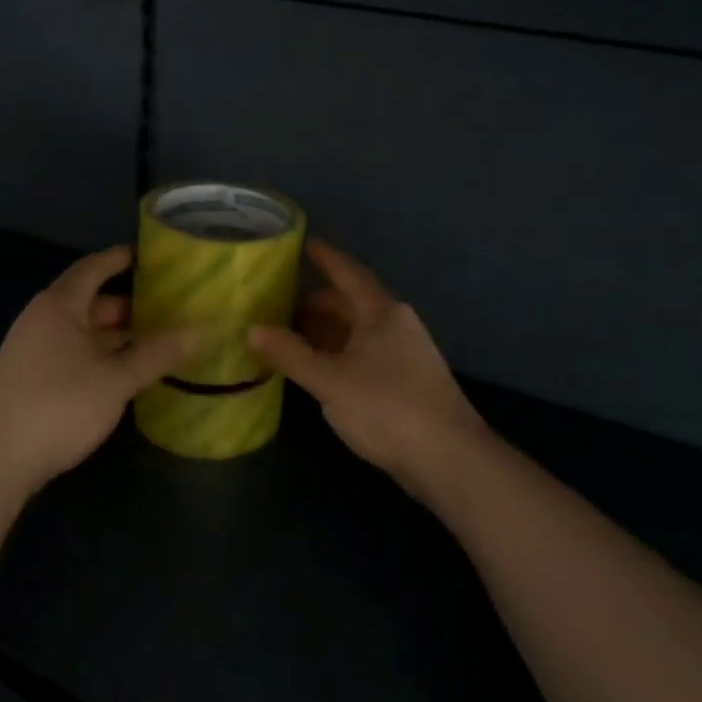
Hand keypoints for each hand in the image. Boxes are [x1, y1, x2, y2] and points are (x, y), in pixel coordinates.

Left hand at [0, 246, 199, 497]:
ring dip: (114, 334)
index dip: (119, 259)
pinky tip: (122, 372)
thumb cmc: (59, 406)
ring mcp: (32, 350)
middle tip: (166, 307)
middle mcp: (42, 319)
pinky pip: (71, 352)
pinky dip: (98, 354)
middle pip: (89, 301)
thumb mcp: (116, 380)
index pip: (93, 268)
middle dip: (126, 304)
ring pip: (81, 331)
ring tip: (153, 340)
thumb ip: (157, 354)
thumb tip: (199, 330)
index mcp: (59, 306)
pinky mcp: (29, 378)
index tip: (149, 256)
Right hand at [249, 241, 488, 502]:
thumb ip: (290, 354)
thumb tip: (252, 329)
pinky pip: (362, 355)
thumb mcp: (330, 380)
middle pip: (350, 303)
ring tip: (287, 333)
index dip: (324, 257)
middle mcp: (395, 325)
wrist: (449, 459)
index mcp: (381, 312)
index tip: (302, 241)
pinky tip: (316, 368)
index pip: (347, 273)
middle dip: (315, 300)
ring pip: (356, 331)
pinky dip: (336, 354)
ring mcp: (404, 355)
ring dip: (324, 330)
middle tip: (277, 299)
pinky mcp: (405, 383)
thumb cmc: (387, 407)